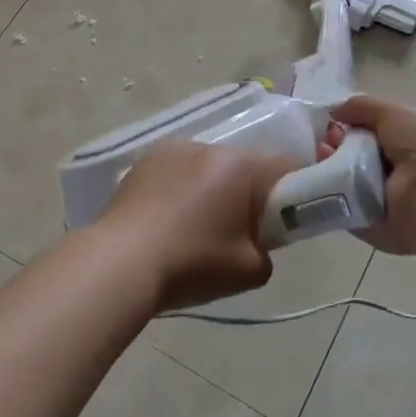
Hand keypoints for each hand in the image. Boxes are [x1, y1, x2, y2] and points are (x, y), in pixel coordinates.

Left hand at [97, 140, 300, 311]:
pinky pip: (177, 170)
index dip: (295, 189)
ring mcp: (171, 149)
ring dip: (212, 187)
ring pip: (208, 166)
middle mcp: (207, 146)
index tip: (287, 217)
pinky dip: (181, 188)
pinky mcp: (142, 161)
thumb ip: (267, 250)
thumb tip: (257, 241)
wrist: (120, 262)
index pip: (286, 164)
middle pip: (243, 164)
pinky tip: (169, 220)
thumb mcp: (251, 270)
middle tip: (242, 229)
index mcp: (240, 165)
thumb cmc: (192, 262)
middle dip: (249, 191)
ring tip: (197, 226)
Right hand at [328, 95, 415, 256]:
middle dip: (337, 145)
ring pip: (348, 183)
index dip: (351, 125)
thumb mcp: (397, 113)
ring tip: (322, 158)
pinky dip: (332, 198)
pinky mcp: (377, 228)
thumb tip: (335, 109)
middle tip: (325, 143)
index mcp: (414, 142)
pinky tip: (323, 182)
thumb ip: (363, 107)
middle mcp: (403, 171)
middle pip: (357, 156)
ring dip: (330, 169)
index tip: (333, 122)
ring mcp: (390, 202)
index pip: (375, 132)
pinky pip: (347, 211)